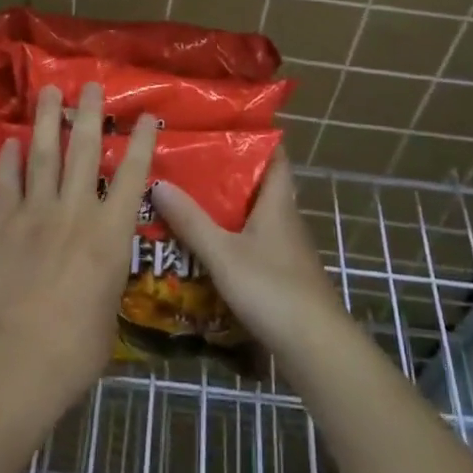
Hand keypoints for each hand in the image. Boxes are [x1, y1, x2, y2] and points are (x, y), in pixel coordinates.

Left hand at [0, 82, 157, 420]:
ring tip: (48, 90)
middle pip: (85, 151)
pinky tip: (10, 140)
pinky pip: (8, 182)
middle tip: (89, 84)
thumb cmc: (77, 348)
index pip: (133, 176)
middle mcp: (76, 211)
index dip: (142, 142)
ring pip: (44, 154)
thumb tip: (101, 271)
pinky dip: (9, 159)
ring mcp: (37, 213)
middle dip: (88, 114)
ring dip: (47, 120)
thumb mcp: (109, 311)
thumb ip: (107, 279)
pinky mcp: (4, 225)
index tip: (146, 115)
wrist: (18, 359)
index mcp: (111, 233)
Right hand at [150, 149, 347, 358]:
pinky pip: (251, 244)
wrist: (315, 347)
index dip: (254, 136)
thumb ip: (190, 220)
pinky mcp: (281, 276)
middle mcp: (284, 219)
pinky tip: (203, 247)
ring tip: (185, 201)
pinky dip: (229, 239)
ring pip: (252, 217)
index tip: (220, 125)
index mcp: (277, 203)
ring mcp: (285, 250)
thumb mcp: (223, 253)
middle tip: (187, 163)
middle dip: (226, 174)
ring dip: (224, 209)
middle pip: (258, 185)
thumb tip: (158, 183)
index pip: (274, 155)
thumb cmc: (272, 289)